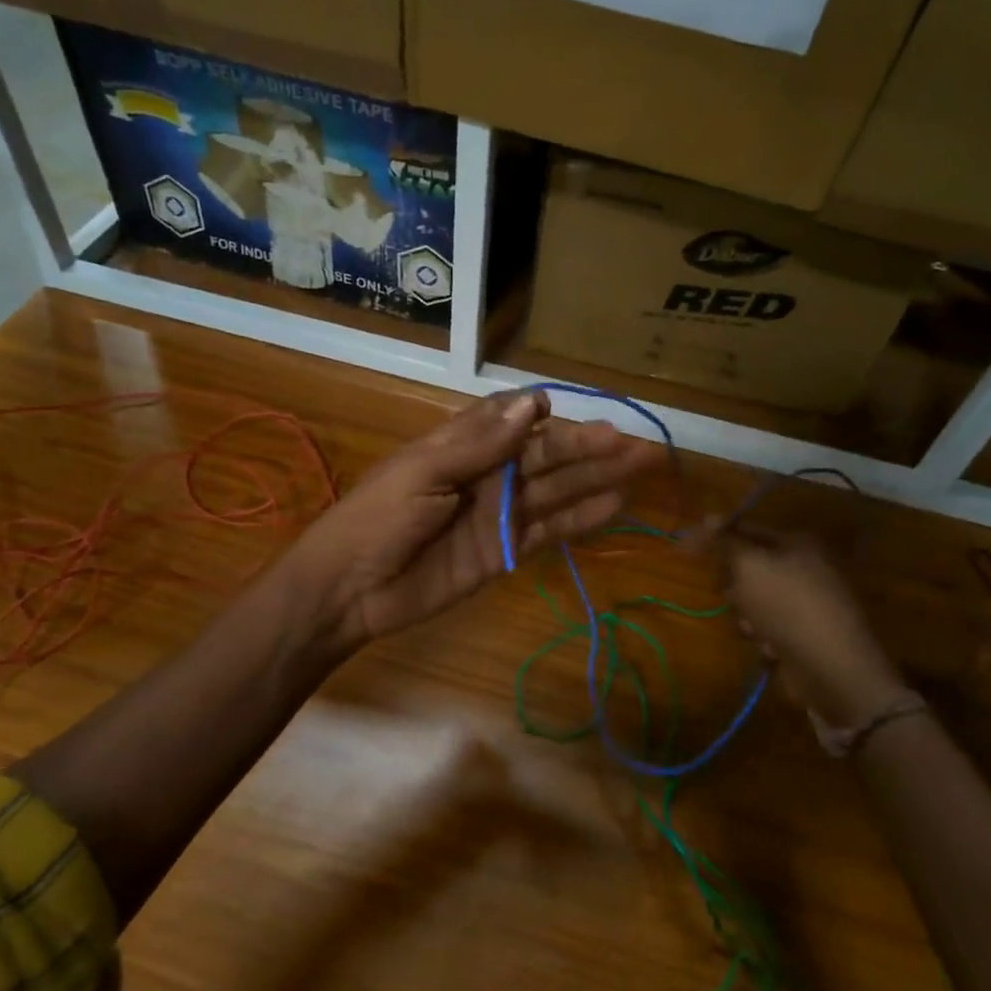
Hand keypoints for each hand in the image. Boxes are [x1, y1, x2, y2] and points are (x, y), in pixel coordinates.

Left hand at [288, 391, 665, 648]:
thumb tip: (535, 402)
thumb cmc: (379, 517)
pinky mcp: (504, 552)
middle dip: (587, 448)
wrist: (351, 588)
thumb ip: (480, 442)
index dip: (542, 416)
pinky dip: (579, 519)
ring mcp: (497, 514)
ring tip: (638, 467)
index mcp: (462, 445)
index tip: (566, 412)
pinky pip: (548, 531)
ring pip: (555, 490)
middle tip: (635, 444)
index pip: (512, 421)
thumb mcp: (424, 471)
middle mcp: (486, 474)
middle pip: (544, 456)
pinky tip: (612, 506)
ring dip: (594, 479)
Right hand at [725, 530, 911, 728]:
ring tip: (756, 629)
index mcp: (797, 544)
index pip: (744, 530)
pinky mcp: (805, 633)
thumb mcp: (750, 566)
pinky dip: (764, 637)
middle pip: (748, 568)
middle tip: (734, 596)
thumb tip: (708, 516)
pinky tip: (772, 648)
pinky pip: (768, 627)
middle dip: (735, 587)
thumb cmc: (788, 607)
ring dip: (747, 616)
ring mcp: (806, 602)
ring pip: (753, 601)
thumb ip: (726, 541)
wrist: (833, 670)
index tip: (682, 550)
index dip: (713, 539)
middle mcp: (805, 568)